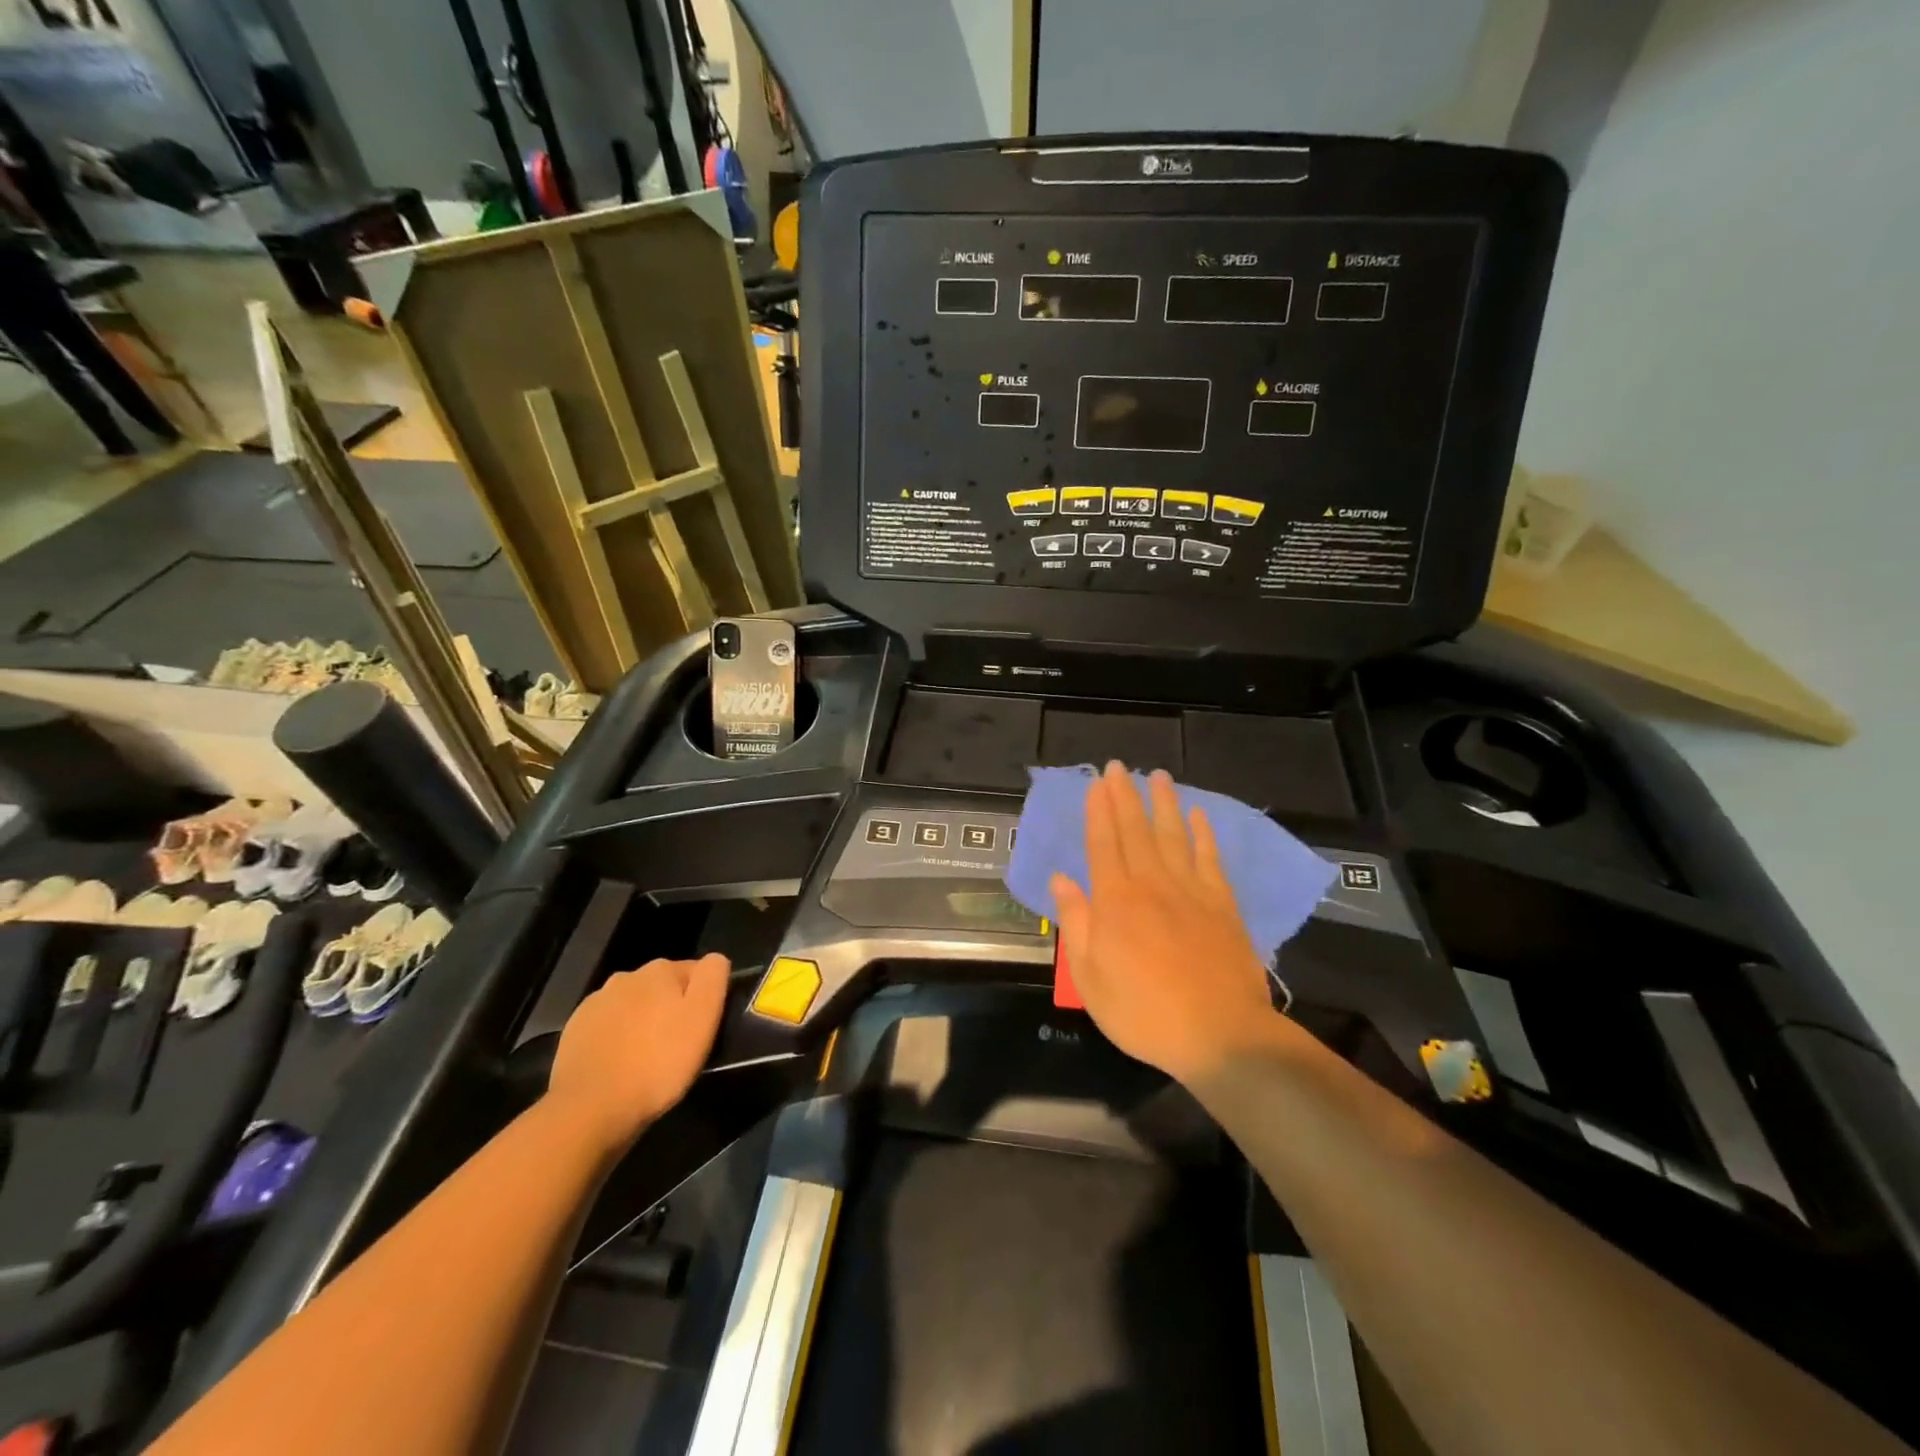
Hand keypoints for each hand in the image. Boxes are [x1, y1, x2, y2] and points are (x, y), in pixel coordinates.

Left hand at [546, 953, 729, 1149]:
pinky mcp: (574, 1030)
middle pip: (662, 987)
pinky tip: (620, 1064)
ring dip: (643, 1022)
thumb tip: (715, 959)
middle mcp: (626, 977)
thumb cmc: (658, 1062)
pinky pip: (607, 1027)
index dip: (703, 998)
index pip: (696, 971)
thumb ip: (713, 978)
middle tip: (678, 1045)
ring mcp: (595, 1003)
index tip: (702, 1028)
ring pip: (633, 1006)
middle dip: (671, 1008)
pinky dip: (616, 1039)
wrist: (590, 1109)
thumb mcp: (703, 1018)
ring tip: (647, 1058)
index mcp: (660, 970)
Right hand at [1051, 763, 1284, 1084]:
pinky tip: (1199, 815)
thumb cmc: (1144, 1012)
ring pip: (1173, 835)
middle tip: (1119, 766)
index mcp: (1115, 902)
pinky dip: (1203, 834)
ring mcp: (1191, 891)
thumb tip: (1061, 879)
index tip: (1096, 784)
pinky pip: (1210, 859)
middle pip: (1135, 831)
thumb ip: (1076, 923)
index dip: (1097, 812)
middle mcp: (1151, 884)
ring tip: (1157, 775)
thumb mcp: (1090, 978)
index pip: (1103, 844)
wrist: (1221, 1035)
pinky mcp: (1222, 904)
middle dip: (1124, 796)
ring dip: (1163, 803)